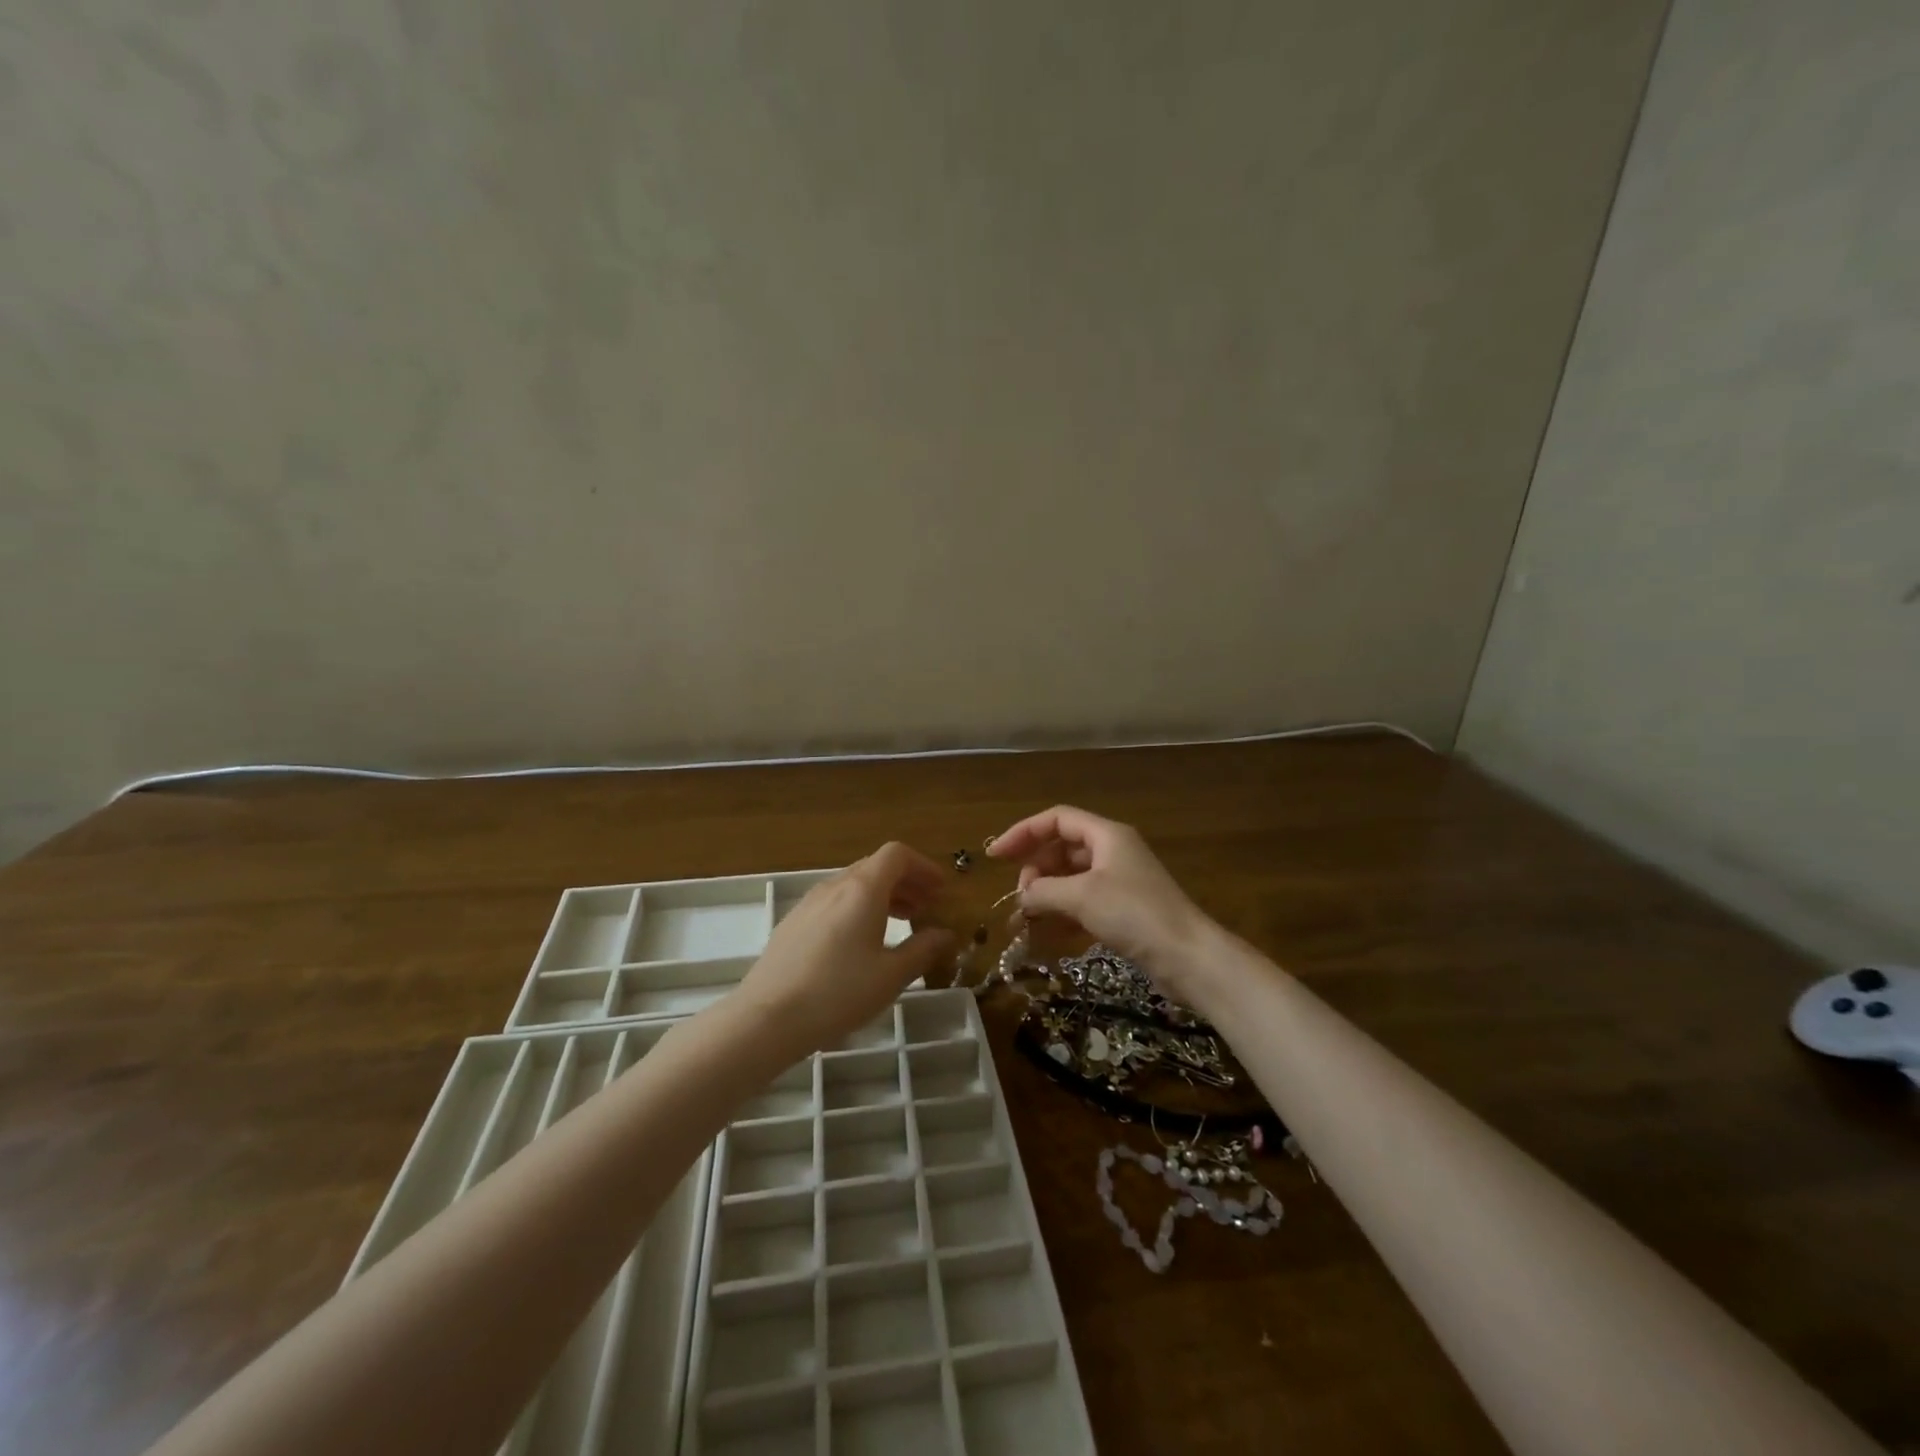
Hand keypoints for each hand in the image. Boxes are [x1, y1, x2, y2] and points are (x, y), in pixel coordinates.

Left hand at [734, 843, 955, 1057]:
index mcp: (863, 889)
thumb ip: (922, 950)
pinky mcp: (793, 923)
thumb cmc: (838, 993)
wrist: (767, 1018)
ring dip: (882, 896)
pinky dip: (857, 909)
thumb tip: (944, 934)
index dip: (923, 866)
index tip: (940, 889)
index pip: (897, 855)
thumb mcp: (891, 976)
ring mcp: (809, 903)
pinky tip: (860, 943)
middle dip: (905, 882)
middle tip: (926, 907)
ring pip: (853, 885)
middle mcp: (835, 886)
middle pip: (875, 867)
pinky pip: (834, 902)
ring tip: (899, 924)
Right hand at [987, 805, 1217, 1006]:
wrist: (1187, 956)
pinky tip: (1049, 932)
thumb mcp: (1082, 897)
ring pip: (1071, 877)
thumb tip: (1022, 896)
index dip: (1022, 833)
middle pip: (1062, 848)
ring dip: (1046, 894)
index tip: (995, 856)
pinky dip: (1064, 912)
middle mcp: (1112, 851)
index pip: (1056, 820)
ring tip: (1026, 919)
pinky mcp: (1124, 909)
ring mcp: (1119, 881)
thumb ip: (1043, 891)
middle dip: (1035, 869)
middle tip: (1021, 896)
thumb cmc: (1134, 914)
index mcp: (1105, 835)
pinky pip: (1084, 901)